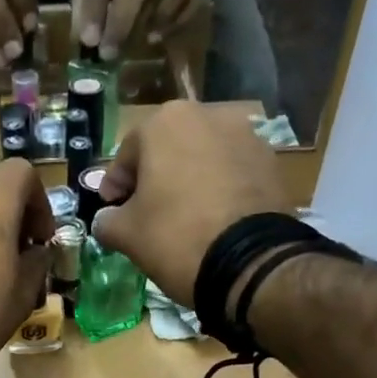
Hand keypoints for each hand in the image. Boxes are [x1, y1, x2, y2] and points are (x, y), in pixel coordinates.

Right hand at [91, 101, 287, 305]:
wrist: (249, 262)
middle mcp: (207, 115)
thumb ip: (107, 221)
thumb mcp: (127, 235)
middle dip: (154, 179)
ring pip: (202, 158)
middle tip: (145, 212)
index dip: (115, 185)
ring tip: (183, 217)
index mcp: (165, 122)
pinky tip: (213, 219)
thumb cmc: (175, 237)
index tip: (111, 209)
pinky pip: (231, 173)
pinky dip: (218, 190)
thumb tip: (106, 220)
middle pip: (168, 150)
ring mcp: (245, 135)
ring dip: (188, 181)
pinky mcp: (270, 162)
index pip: (127, 154)